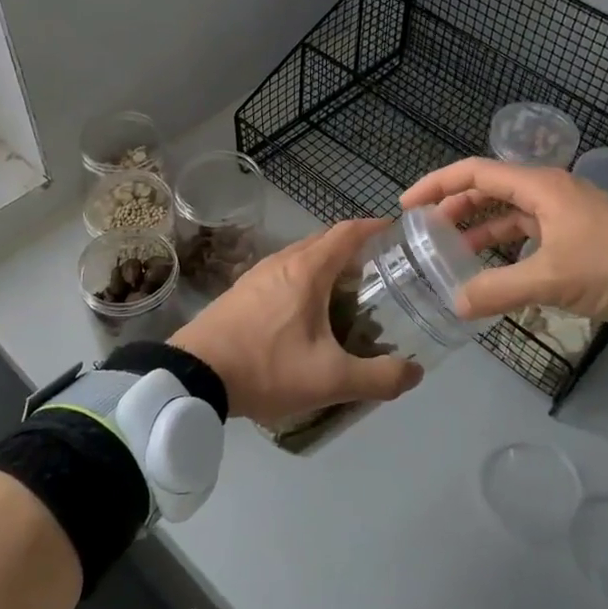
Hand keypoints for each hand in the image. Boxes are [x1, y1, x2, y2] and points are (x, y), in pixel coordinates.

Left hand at [171, 219, 424, 426]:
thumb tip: (415, 372)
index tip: (398, 234)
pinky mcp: (240, 292)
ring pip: (301, 257)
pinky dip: (304, 280)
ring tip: (348, 293)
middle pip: (325, 241)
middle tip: (381, 272)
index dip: (375, 228)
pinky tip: (307, 312)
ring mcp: (257, 274)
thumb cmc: (266, 367)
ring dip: (327, 265)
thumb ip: (378, 378)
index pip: (348, 232)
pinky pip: (282, 273)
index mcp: (307, 269)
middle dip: (355, 249)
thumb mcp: (330, 380)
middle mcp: (282, 261)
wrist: (193, 376)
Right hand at [399, 159, 607, 324]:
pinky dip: (505, 250)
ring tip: (450, 254)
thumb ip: (498, 290)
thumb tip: (455, 304)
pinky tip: (493, 272)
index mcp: (539, 187)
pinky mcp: (577, 240)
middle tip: (424, 233)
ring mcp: (564, 216)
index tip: (407, 206)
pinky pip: (528, 237)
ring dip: (479, 231)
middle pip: (489, 191)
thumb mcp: (552, 278)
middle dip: (454, 208)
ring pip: (509, 216)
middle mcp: (548, 193)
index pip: (475, 172)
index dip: (437, 185)